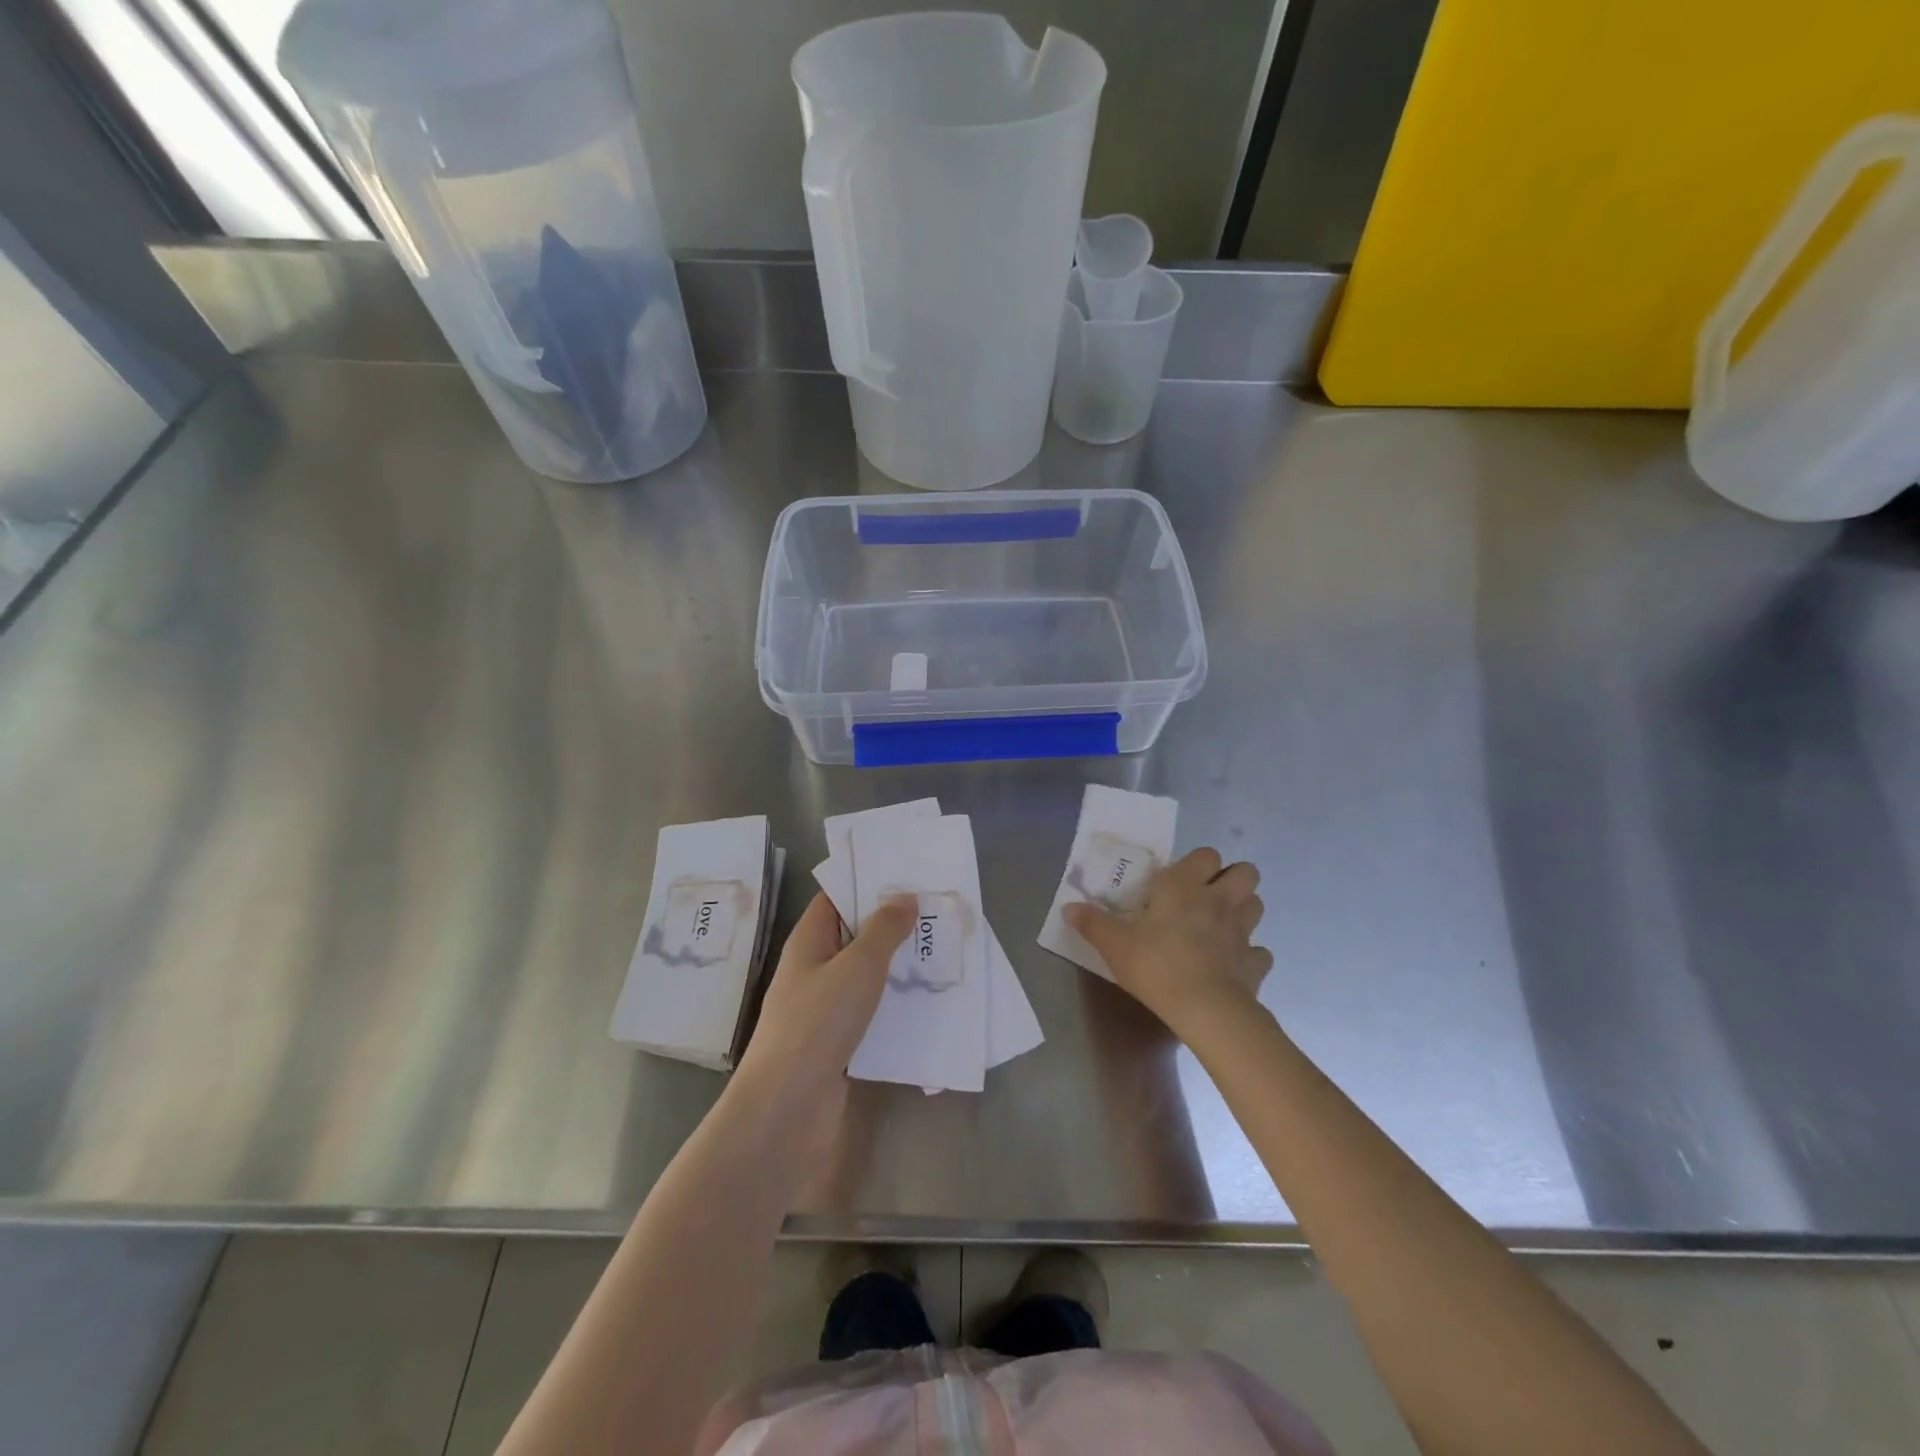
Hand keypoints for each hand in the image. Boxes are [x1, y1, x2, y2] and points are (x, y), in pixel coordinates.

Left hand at [732, 892, 913, 1155]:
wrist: (787, 1107)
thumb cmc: (818, 1022)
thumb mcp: (857, 966)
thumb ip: (883, 930)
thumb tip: (904, 896)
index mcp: (809, 941)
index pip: (836, 898)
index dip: (867, 884)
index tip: (909, 875)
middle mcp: (814, 969)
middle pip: (854, 935)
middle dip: (892, 924)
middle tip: (938, 911)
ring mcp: (824, 1008)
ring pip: (865, 975)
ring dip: (897, 965)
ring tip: (942, 950)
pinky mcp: (838, 1042)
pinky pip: (870, 1011)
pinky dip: (894, 1003)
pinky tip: (927, 1001)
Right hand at [1065, 848, 1271, 1037]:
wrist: (1205, 1009)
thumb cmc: (1156, 965)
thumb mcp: (1114, 944)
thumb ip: (1092, 923)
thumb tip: (1068, 908)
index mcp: (1185, 886)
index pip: (1205, 854)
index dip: (1197, 864)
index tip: (1178, 882)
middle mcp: (1219, 900)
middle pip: (1246, 871)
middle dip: (1231, 879)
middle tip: (1206, 897)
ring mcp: (1242, 931)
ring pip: (1256, 904)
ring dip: (1242, 909)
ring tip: (1219, 925)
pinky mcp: (1254, 963)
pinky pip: (1258, 952)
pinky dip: (1248, 955)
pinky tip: (1231, 964)